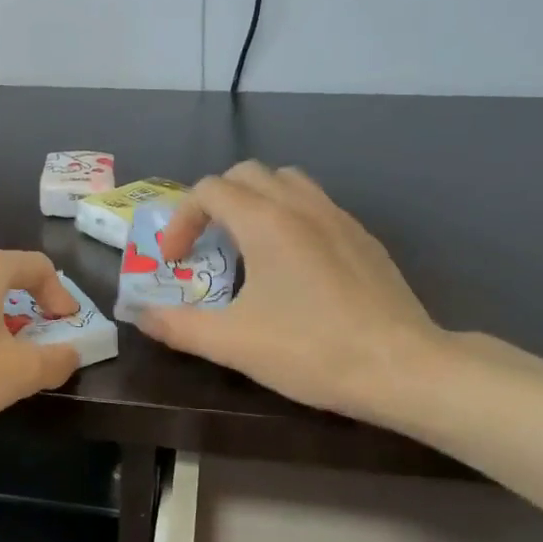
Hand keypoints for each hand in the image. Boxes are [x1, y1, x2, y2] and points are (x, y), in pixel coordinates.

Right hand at [136, 162, 447, 426]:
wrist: (402, 367)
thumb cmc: (311, 350)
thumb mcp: (232, 343)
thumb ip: (178, 325)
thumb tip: (140, 315)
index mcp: (266, 221)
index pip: (209, 190)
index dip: (180, 220)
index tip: (174, 262)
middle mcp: (302, 206)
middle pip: (247, 175)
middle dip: (214, 203)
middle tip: (204, 247)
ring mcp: (339, 218)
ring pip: (287, 183)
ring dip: (254, 203)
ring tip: (245, 248)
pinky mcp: (363, 239)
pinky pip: (316, 206)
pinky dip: (288, 218)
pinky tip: (291, 267)